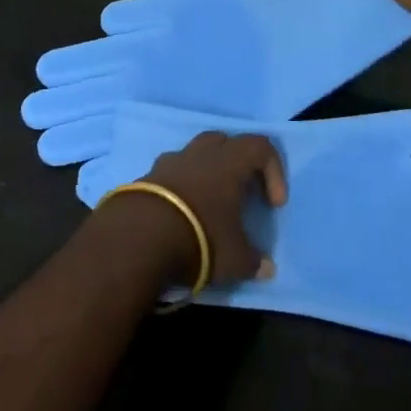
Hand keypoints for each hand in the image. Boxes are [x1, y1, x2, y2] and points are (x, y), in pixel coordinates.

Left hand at [117, 131, 286, 285]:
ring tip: (207, 203)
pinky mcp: (146, 176)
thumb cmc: (199, 239)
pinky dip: (180, 186)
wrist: (137, 238)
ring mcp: (171, 161)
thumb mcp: (234, 258)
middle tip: (241, 192)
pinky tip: (179, 214)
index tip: (273, 204)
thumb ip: (254, 261)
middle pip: (225, 141)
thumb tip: (267, 269)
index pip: (261, 147)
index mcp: (229, 162)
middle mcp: (201, 153)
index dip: (273, 170)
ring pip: (195, 153)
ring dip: (206, 172)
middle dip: (237, 162)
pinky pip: (171, 172)